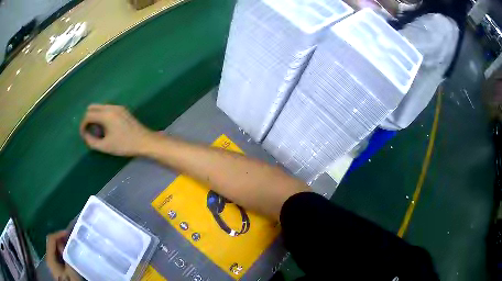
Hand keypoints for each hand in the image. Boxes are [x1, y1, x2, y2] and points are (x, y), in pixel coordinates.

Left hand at [46, 231, 80, 280]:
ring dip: (61, 245)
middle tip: (70, 237)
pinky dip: (62, 251)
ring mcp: (52, 263)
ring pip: (54, 249)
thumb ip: (65, 255)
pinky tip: (68, 253)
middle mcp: (48, 258)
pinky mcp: (56, 267)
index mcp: (49, 257)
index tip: (68, 232)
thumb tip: (62, 243)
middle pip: (51, 243)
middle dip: (60, 239)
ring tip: (70, 243)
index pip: (51, 239)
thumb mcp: (70, 270)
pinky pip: (57, 254)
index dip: (58, 234)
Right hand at [80, 104, 154, 155]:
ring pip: (100, 107)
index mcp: (106, 114)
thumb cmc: (124, 145)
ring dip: (95, 116)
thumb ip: (92, 141)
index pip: (88, 115)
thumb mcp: (105, 146)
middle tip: (89, 132)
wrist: (144, 141)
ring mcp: (117, 106)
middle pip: (92, 107)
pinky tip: (106, 128)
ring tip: (98, 131)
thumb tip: (85, 135)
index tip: (83, 135)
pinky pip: (107, 109)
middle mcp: (111, 107)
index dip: (82, 125)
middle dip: (87, 118)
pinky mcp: (122, 109)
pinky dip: (102, 115)